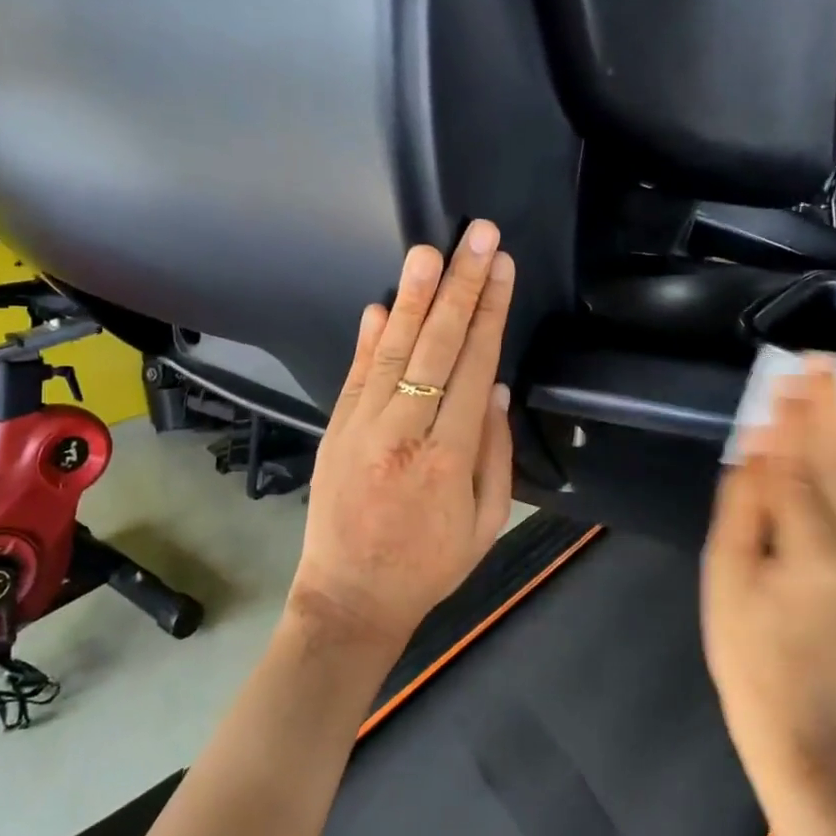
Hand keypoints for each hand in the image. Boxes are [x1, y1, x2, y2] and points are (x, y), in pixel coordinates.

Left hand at [288, 221, 516, 655]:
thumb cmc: (429, 566)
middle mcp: (404, 433)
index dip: (489, 313)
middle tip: (475, 236)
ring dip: (412, 298)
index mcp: (449, 458)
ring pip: (394, 351)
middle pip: (437, 346)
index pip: (474, 367)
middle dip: (459, 286)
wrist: (350, 599)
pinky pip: (355, 375)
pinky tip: (382, 304)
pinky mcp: (335, 430)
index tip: (500, 267)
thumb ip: (495, 453)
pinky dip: (370, 338)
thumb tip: (497, 388)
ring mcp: (362, 428)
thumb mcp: (486, 523)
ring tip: (428, 252)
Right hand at [701, 357, 835, 792]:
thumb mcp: (725, 576)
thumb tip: (758, 446)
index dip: (789, 418)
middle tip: (828, 358)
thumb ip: (744, 508)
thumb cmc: (747, 645)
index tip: (786, 374)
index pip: (797, 465)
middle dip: (834, 406)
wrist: (802, 716)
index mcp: (811, 549)